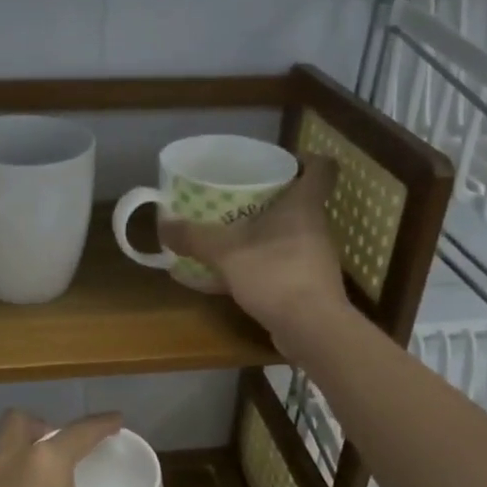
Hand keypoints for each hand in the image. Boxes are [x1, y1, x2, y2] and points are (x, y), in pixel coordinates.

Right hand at [157, 155, 349, 342]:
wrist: (311, 328)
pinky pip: (286, 263)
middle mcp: (316, 226)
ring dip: (268, 233)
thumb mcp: (225, 252)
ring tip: (235, 234)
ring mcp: (316, 257)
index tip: (283, 161)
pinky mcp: (311, 285)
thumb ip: (194, 237)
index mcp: (304, 205)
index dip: (307, 159)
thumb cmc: (275, 274)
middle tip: (241, 197)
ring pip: (293, 233)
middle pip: (302, 201)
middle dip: (274, 198)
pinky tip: (238, 274)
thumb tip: (163, 224)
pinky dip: (265, 264)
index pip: (322, 168)